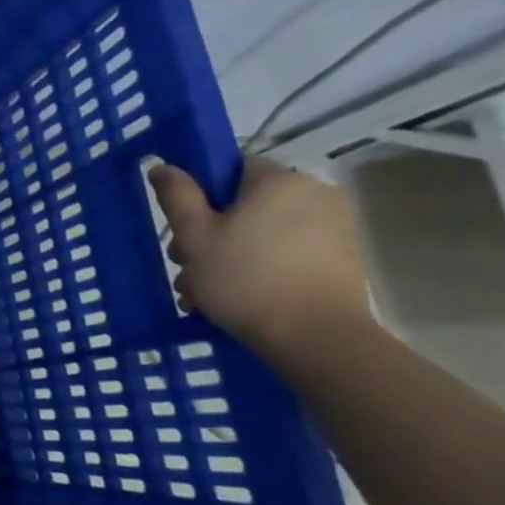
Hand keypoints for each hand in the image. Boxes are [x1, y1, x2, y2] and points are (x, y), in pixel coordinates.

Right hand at [147, 156, 370, 359]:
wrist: (317, 338)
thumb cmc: (245, 277)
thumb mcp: (194, 234)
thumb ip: (177, 195)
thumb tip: (164, 166)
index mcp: (280, 182)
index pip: (230, 168)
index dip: (199, 193)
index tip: (182, 223)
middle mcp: (314, 196)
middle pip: (243, 205)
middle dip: (208, 233)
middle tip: (184, 265)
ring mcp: (333, 230)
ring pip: (259, 233)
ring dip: (225, 256)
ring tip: (201, 292)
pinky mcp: (339, 261)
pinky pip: (283, 253)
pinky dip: (256, 268)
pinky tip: (231, 298)